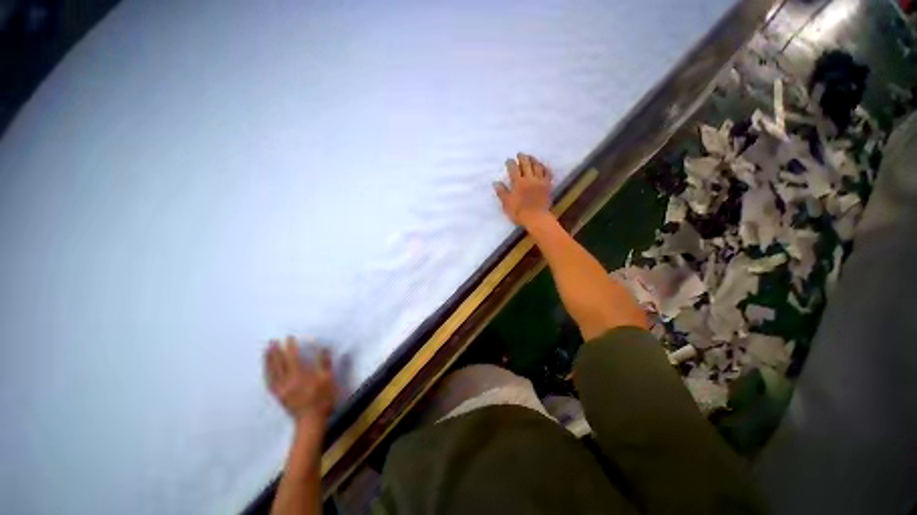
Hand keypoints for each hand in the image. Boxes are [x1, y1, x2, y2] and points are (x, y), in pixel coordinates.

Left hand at [264, 337, 336, 422]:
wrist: (312, 421)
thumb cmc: (322, 401)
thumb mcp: (328, 382)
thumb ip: (325, 364)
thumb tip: (323, 348)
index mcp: (299, 374)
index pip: (292, 356)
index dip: (290, 346)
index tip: (289, 338)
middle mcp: (287, 379)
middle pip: (279, 362)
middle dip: (276, 350)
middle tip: (273, 341)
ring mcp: (281, 388)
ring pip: (272, 371)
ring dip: (268, 359)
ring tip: (266, 350)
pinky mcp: (278, 396)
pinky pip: (269, 382)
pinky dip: (267, 374)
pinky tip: (265, 370)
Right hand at [494, 153, 552, 226]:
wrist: (537, 218)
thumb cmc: (520, 212)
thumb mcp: (507, 204)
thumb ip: (502, 192)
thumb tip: (496, 182)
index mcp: (518, 182)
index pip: (513, 168)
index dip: (510, 162)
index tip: (509, 160)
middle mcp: (529, 178)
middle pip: (526, 164)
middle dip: (522, 157)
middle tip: (520, 154)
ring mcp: (540, 181)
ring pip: (537, 166)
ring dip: (533, 160)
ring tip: (531, 157)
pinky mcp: (547, 185)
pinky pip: (547, 174)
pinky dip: (545, 168)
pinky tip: (543, 166)